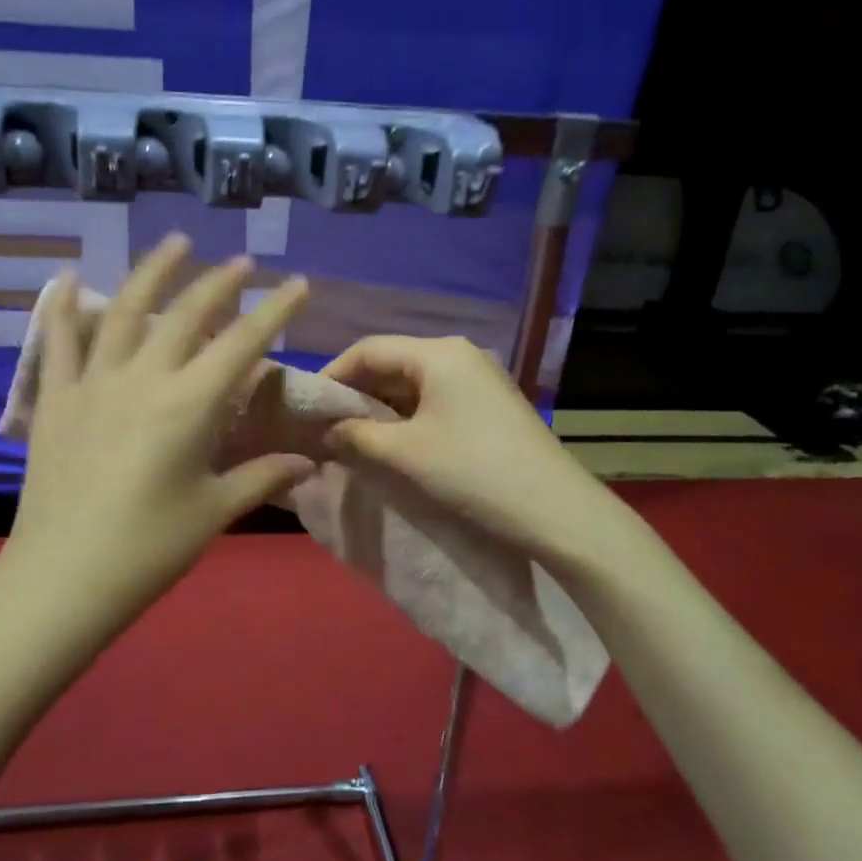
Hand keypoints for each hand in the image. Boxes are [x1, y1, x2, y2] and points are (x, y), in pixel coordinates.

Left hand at [0, 235, 312, 653]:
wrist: (62, 578)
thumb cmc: (148, 549)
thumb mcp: (212, 512)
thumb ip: (261, 477)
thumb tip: (309, 463)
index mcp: (188, 406)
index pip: (242, 344)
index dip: (274, 310)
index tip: (298, 283)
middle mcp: (142, 379)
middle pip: (186, 315)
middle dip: (220, 283)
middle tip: (243, 262)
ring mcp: (93, 384)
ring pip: (125, 311)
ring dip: (153, 272)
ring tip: (176, 243)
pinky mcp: (56, 399)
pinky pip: (58, 341)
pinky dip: (62, 305)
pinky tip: (66, 275)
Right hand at [320, 335, 610, 563]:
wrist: (555, 511)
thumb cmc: (472, 471)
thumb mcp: (403, 453)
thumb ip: (354, 436)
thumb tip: (323, 432)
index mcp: (439, 353)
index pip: (369, 349)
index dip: (332, 375)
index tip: (306, 409)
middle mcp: (460, 356)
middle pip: (392, 364)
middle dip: (355, 395)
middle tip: (325, 428)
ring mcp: (479, 381)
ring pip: (413, 386)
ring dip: (380, 411)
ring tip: (352, 441)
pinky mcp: (490, 408)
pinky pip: (435, 403)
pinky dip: (407, 421)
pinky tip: (392, 447)